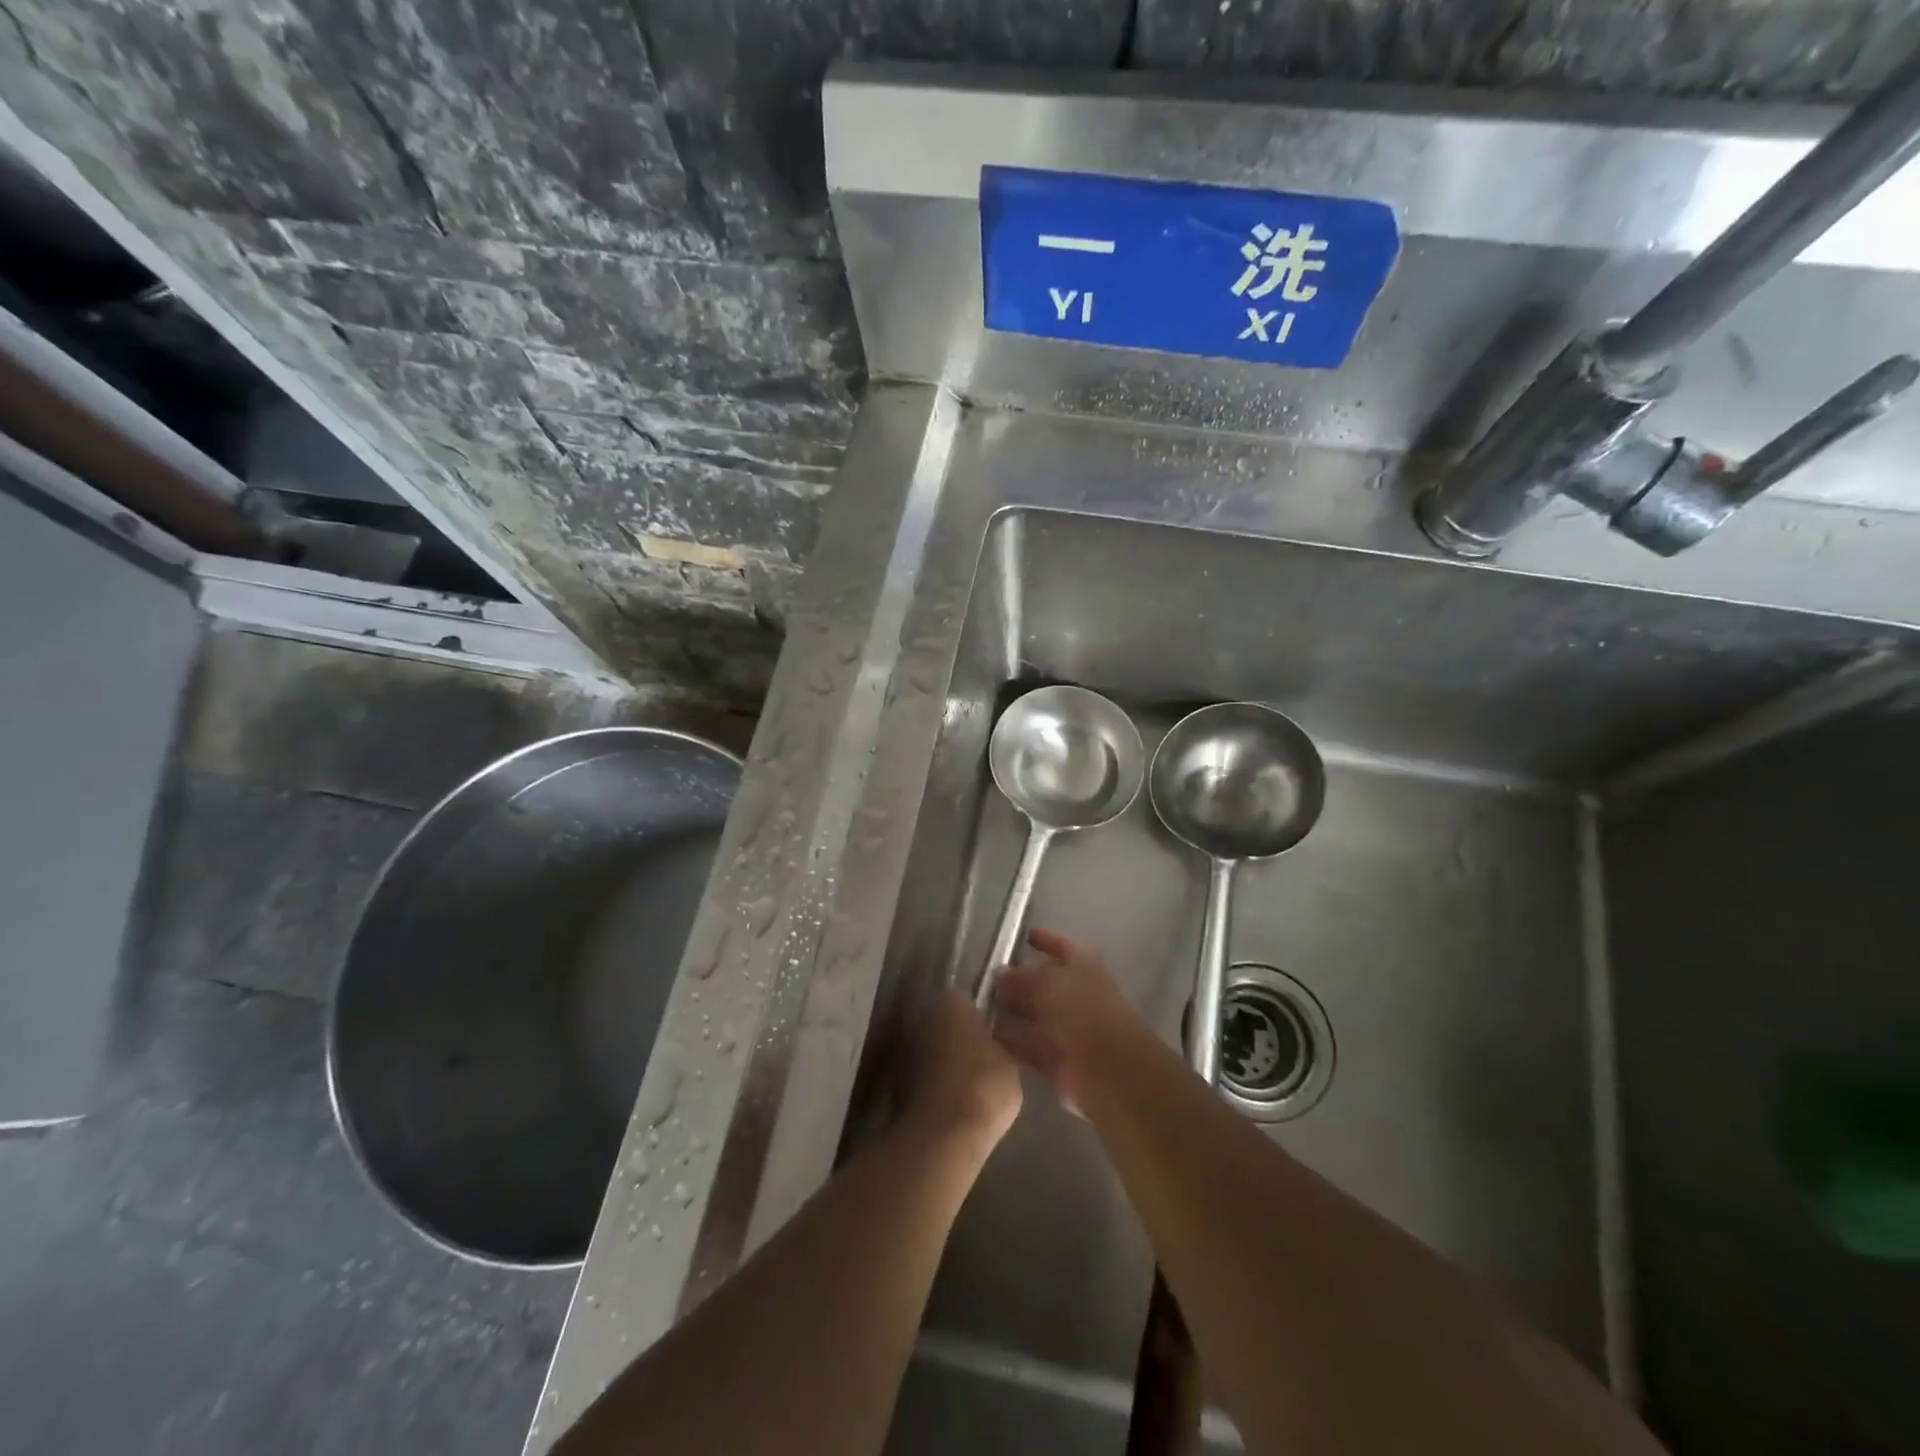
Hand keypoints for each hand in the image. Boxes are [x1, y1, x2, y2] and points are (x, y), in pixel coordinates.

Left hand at [901, 986, 1022, 1156]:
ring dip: (943, 1060)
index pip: (967, 1000)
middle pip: (944, 1022)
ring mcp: (903, 1047)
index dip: (981, 1019)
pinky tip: (951, 1101)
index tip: (993, 1038)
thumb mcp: (1009, 1061)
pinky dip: (932, 1082)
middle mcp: (922, 1015)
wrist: (942, 1134)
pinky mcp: (894, 1079)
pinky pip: (921, 1074)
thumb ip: (998, 1043)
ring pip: (930, 1048)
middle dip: (958, 1037)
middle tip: (981, 1060)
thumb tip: (992, 1042)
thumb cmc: (984, 1085)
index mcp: (950, 1000)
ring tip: (968, 1085)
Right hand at [990, 928, 1151, 1111]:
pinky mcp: (1058, 1061)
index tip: (1023, 936)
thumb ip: (1022, 976)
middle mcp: (1078, 996)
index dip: (1045, 940)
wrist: (1109, 1070)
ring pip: (1035, 1015)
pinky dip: (1010, 1041)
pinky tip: (984, 1036)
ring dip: (1011, 1011)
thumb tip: (999, 973)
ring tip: (978, 1005)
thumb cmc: (1083, 1011)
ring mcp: (1069, 1030)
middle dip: (1018, 980)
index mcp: (1085, 967)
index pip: (1063, 946)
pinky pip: (1029, 1046)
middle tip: (987, 977)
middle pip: (1045, 983)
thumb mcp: (1049, 983)